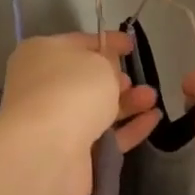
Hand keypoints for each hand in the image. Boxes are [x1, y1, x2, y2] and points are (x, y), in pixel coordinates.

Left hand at [0, 32, 160, 194]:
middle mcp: (43, 87)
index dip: (106, 42)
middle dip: (115, 78)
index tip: (131, 45)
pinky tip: (153, 119)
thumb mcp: (98, 62)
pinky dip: (129, 128)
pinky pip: (106, 136)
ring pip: (97, 109)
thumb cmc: (72, 90)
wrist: (48, 150)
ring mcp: (55, 122)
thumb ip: (107, 62)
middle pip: (85, 79)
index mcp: (40, 55)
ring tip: (152, 98)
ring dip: (127, 103)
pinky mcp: (71, 152)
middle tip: (136, 79)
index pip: (77, 42)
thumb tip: (107, 71)